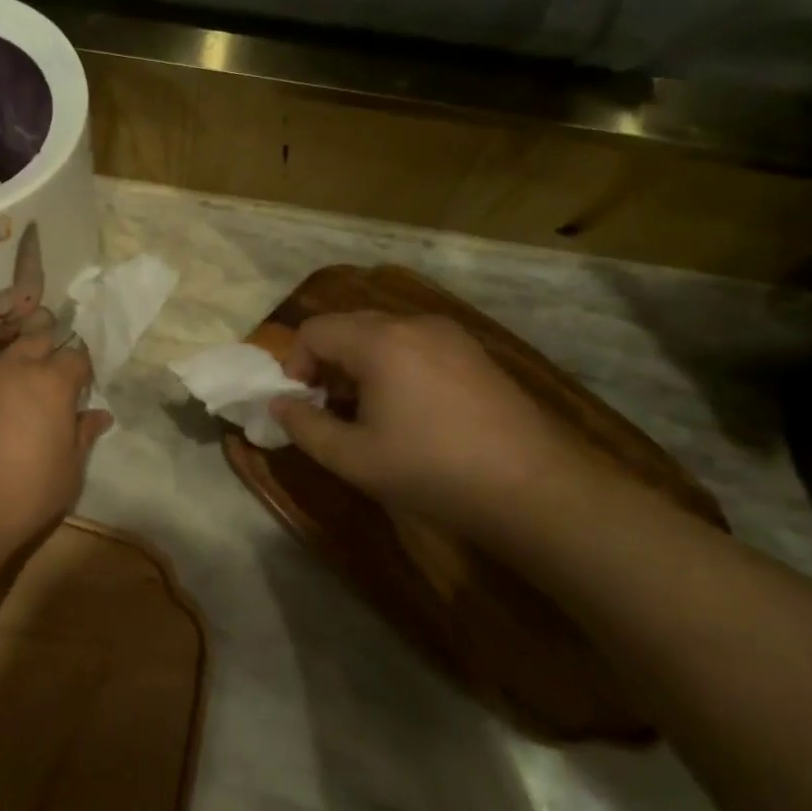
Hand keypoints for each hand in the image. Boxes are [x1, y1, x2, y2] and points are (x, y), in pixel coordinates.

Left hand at [0, 333, 112, 563]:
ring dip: (1, 383)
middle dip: (42, 356)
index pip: (74, 356)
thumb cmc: (26, 495)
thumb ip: (83, 435)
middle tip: (42, 386)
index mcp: (50, 384)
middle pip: (32, 343)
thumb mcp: (70, 471)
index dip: (78, 370)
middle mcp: (9, 370)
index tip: (76, 388)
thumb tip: (99, 415)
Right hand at [269, 311, 585, 538]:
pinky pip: (415, 343)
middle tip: (331, 408)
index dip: (295, 364)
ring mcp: (450, 334)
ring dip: (360, 363)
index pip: (314, 330)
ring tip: (369, 412)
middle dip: (327, 362)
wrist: (532, 486)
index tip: (303, 404)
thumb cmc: (431, 470)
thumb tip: (279, 404)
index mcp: (379, 342)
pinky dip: (394, 364)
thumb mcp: (353, 458)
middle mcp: (413, 324)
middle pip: (348, 325)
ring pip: (383, 333)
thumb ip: (305, 427)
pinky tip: (410, 409)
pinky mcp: (474, 352)